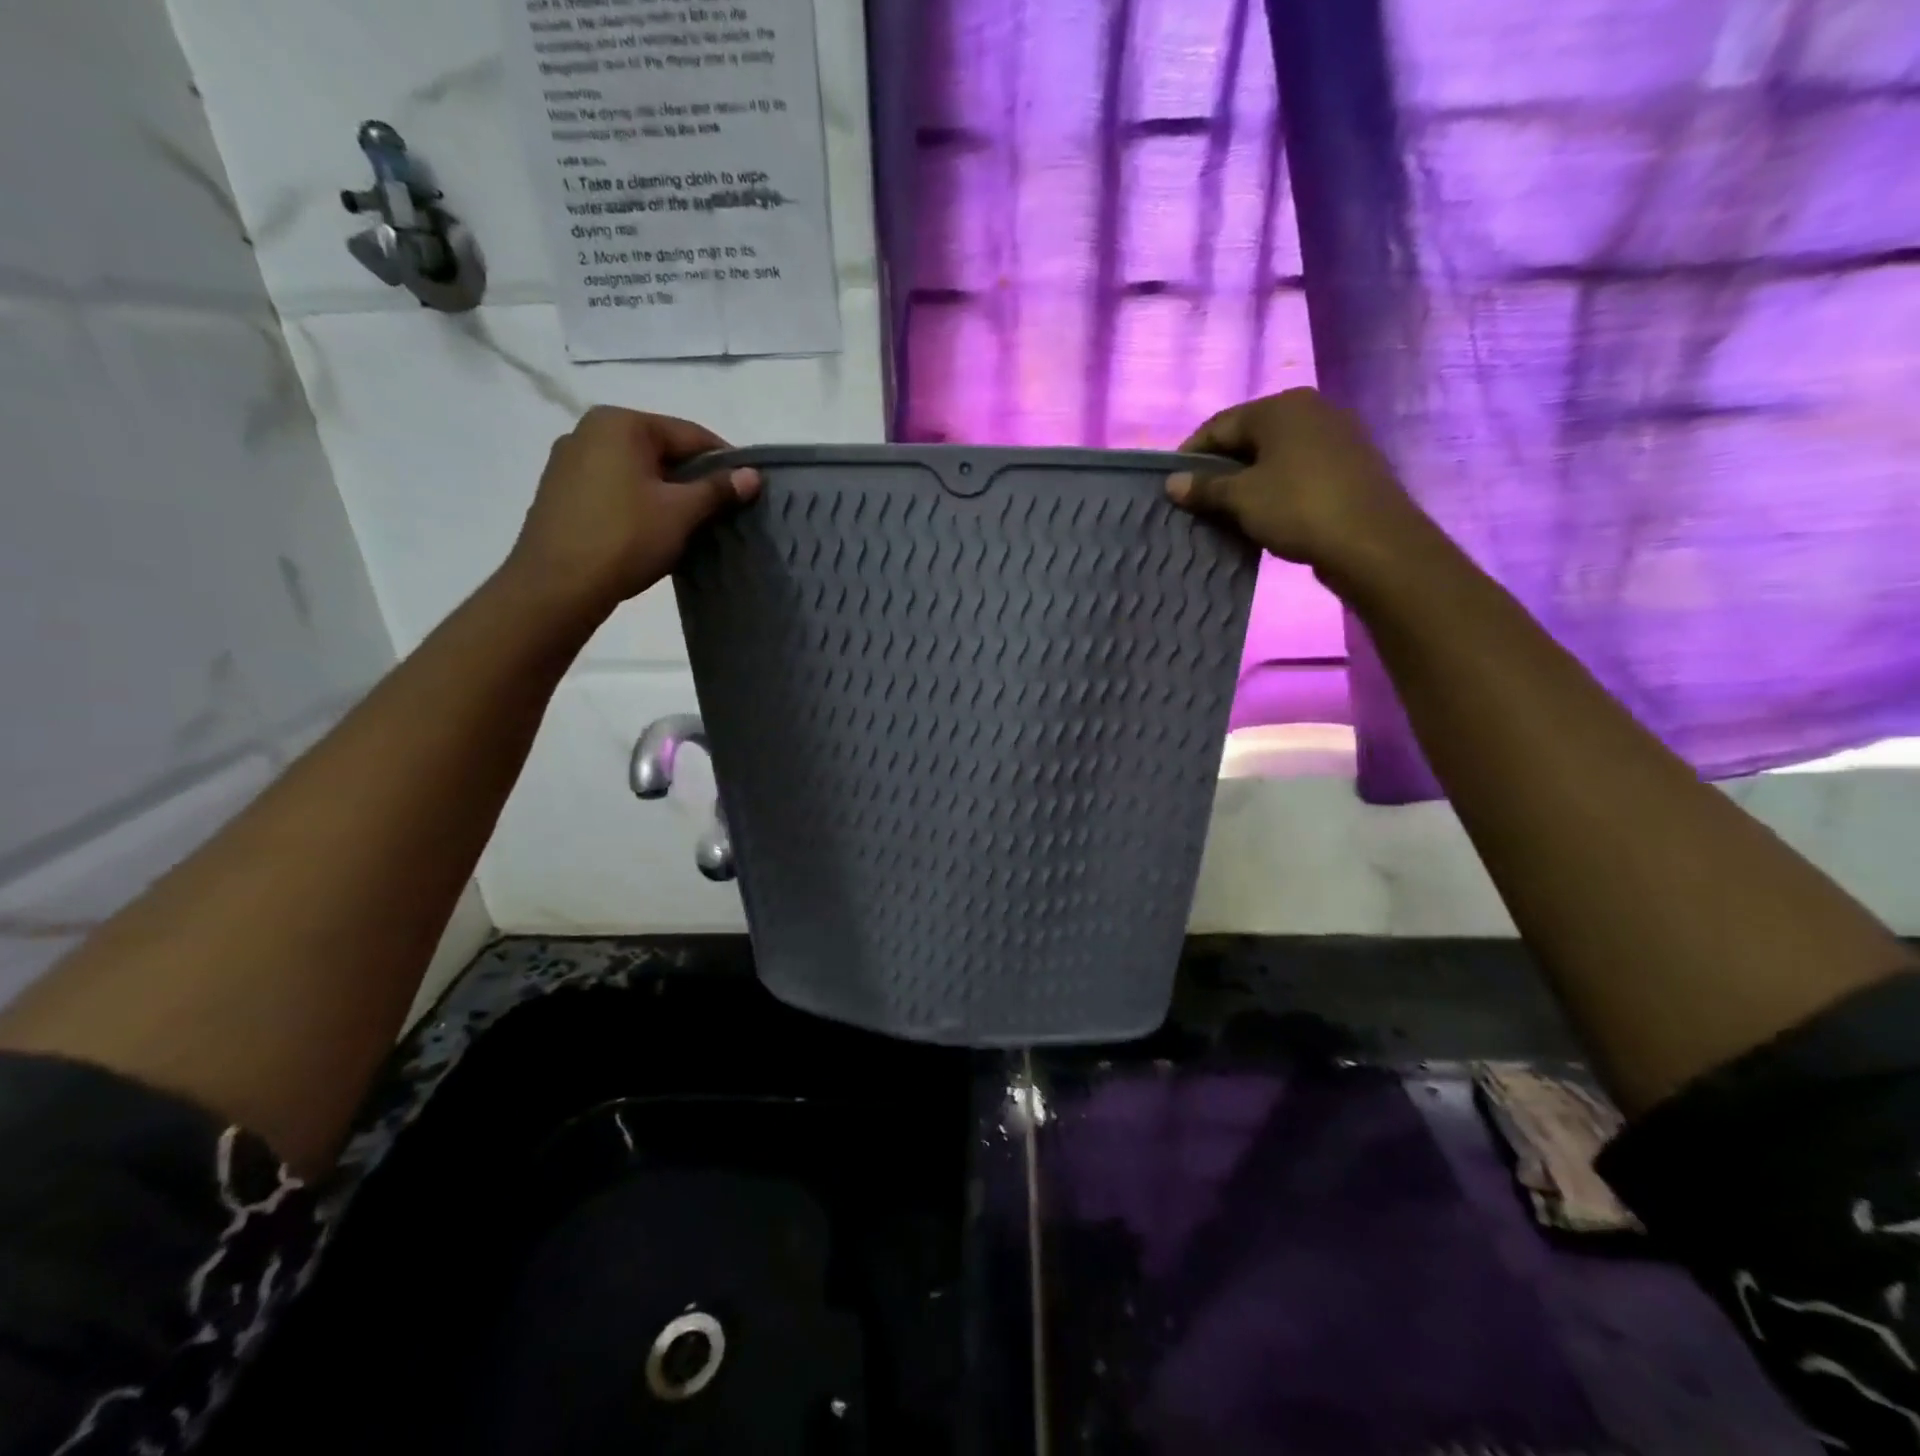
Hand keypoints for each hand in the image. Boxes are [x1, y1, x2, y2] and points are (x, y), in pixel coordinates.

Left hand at [503, 405, 760, 616]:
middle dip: (693, 478)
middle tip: (720, 510)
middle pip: (660, 449)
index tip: (747, 489)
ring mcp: (568, 460)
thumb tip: (753, 475)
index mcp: (621, 423)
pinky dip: (638, 502)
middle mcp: (589, 430)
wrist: (557, 585)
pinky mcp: (559, 491)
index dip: (725, 461)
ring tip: (688, 524)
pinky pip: (613, 487)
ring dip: (666, 492)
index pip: (689, 434)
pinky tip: (650, 530)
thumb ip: (718, 489)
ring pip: (636, 470)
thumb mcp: (681, 513)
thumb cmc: (626, 538)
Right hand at [1166, 388, 1428, 586]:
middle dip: (1221, 467)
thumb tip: (1171, 482)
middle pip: (1249, 436)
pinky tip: (1265, 512)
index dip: (1191, 454)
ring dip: (1248, 479)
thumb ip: (1205, 487)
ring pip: (1276, 453)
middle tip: (1198, 499)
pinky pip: (1300, 468)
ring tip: (1228, 510)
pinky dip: (1276, 486)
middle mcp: (1310, 409)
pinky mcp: (1351, 463)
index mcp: (1280, 407)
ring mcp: (1336, 434)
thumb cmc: (1298, 508)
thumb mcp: (1242, 499)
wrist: (1372, 540)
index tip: (1173, 484)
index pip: (1219, 425)